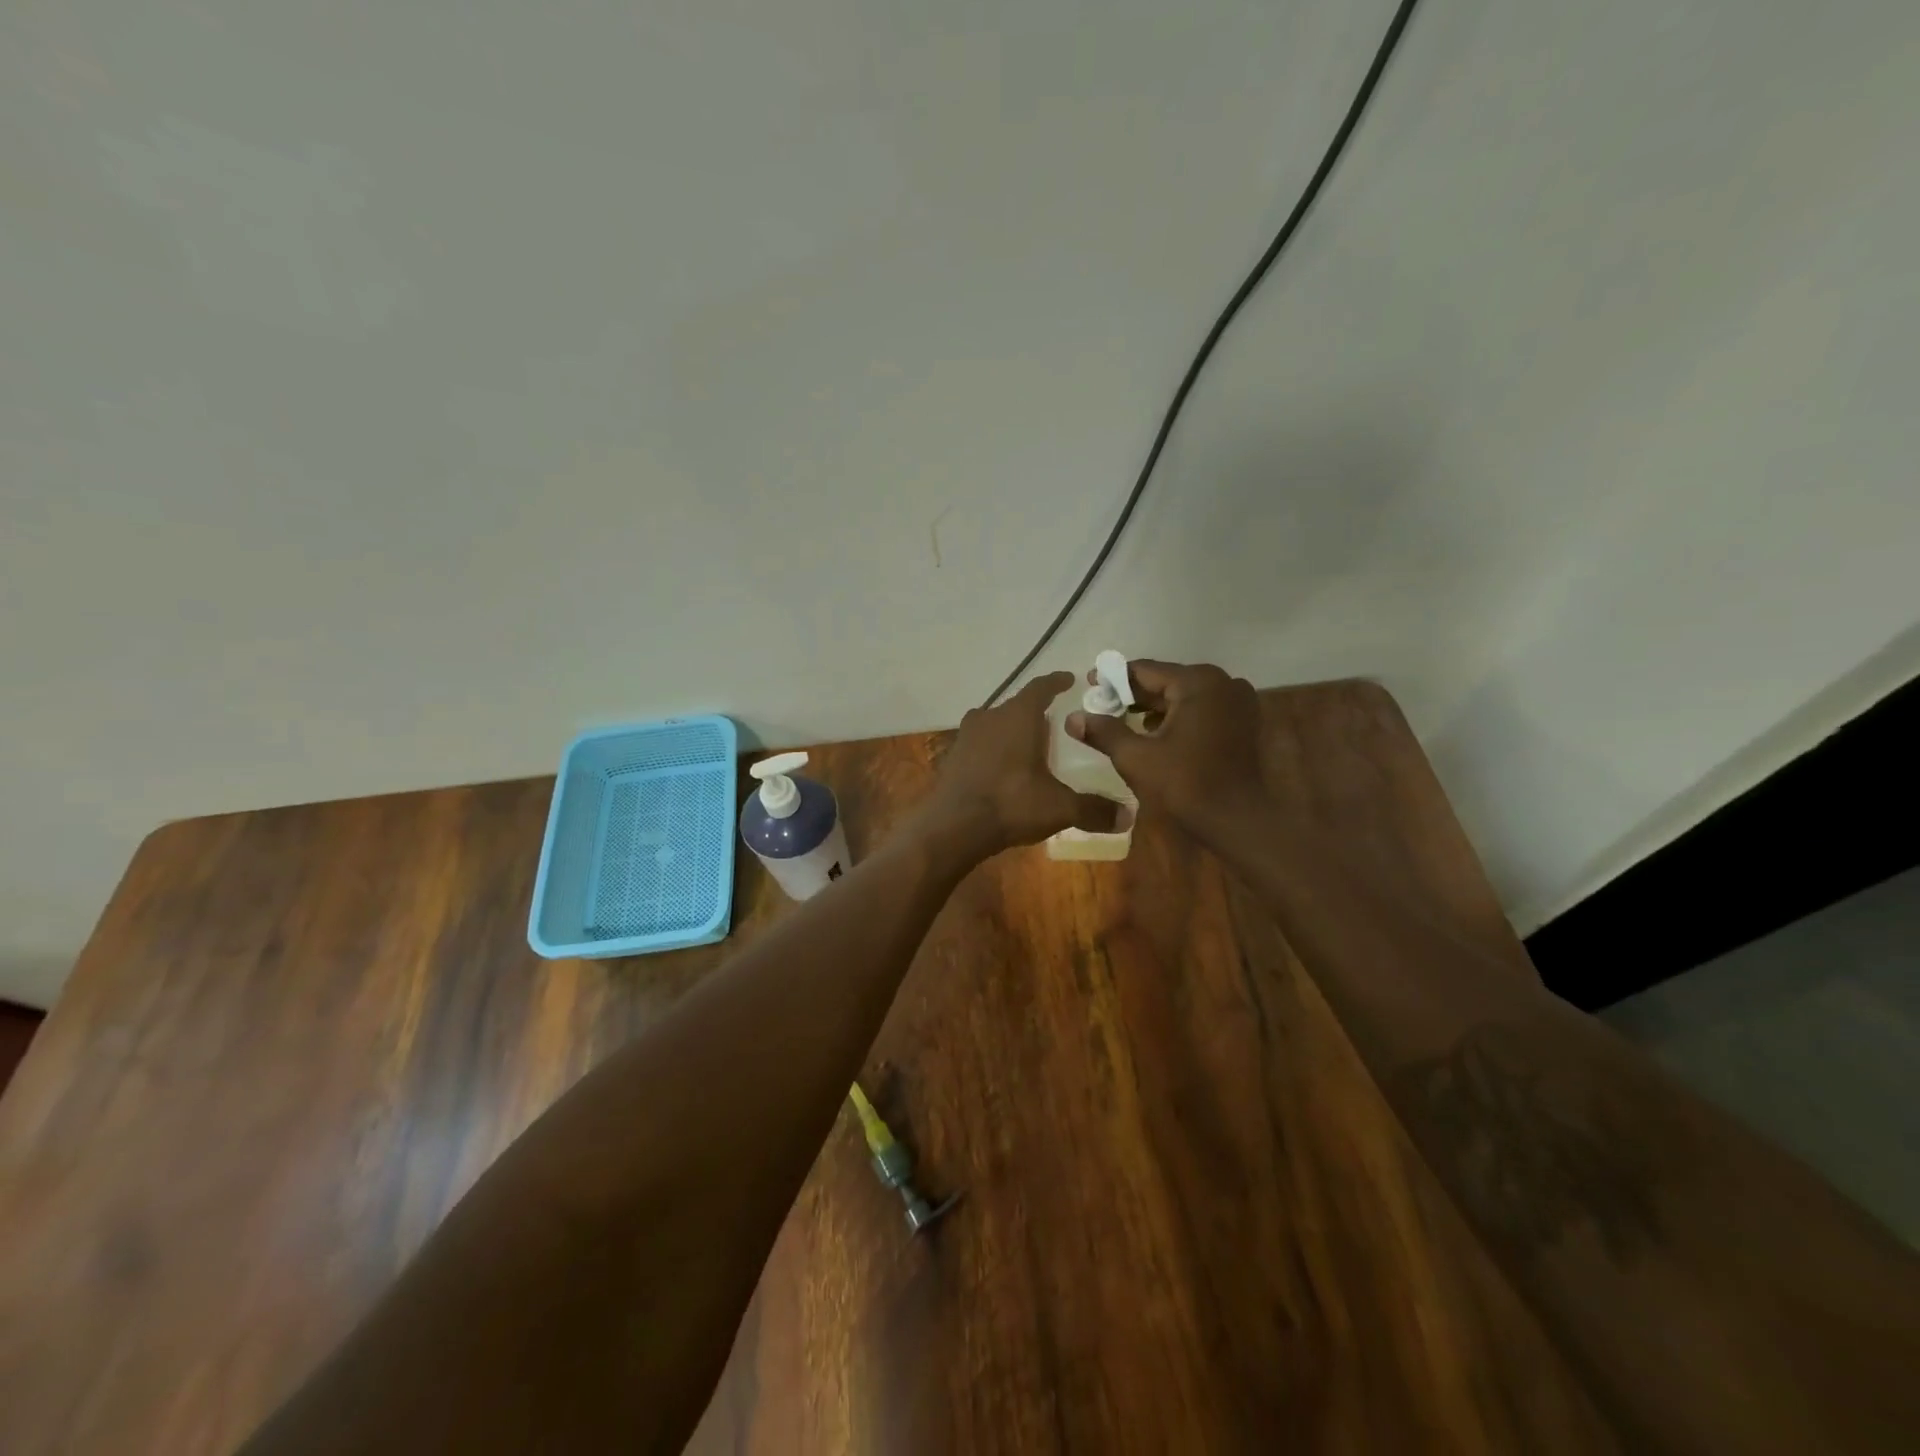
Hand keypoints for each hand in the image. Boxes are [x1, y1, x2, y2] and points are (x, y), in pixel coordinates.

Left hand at [924, 672, 1119, 856]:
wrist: (953, 827)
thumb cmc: (1011, 803)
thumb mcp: (1060, 807)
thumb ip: (1094, 809)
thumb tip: (1129, 816)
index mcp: (1018, 715)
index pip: (1041, 687)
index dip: (1057, 682)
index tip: (1069, 679)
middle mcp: (990, 716)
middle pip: (1017, 706)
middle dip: (1036, 712)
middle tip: (1055, 723)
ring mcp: (966, 735)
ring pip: (996, 724)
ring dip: (1012, 731)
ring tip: (1031, 746)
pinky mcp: (953, 756)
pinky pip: (980, 745)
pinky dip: (994, 750)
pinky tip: (1004, 769)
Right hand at [1067, 660, 1263, 841]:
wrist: (1238, 822)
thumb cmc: (1186, 785)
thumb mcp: (1136, 757)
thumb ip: (1104, 732)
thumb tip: (1072, 718)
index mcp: (1197, 682)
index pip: (1145, 671)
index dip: (1113, 678)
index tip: (1089, 685)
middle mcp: (1222, 682)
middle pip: (1167, 681)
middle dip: (1133, 695)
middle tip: (1102, 705)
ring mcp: (1238, 702)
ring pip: (1184, 697)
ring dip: (1155, 707)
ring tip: (1123, 720)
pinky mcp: (1244, 722)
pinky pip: (1201, 710)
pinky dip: (1177, 717)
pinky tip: (1155, 734)